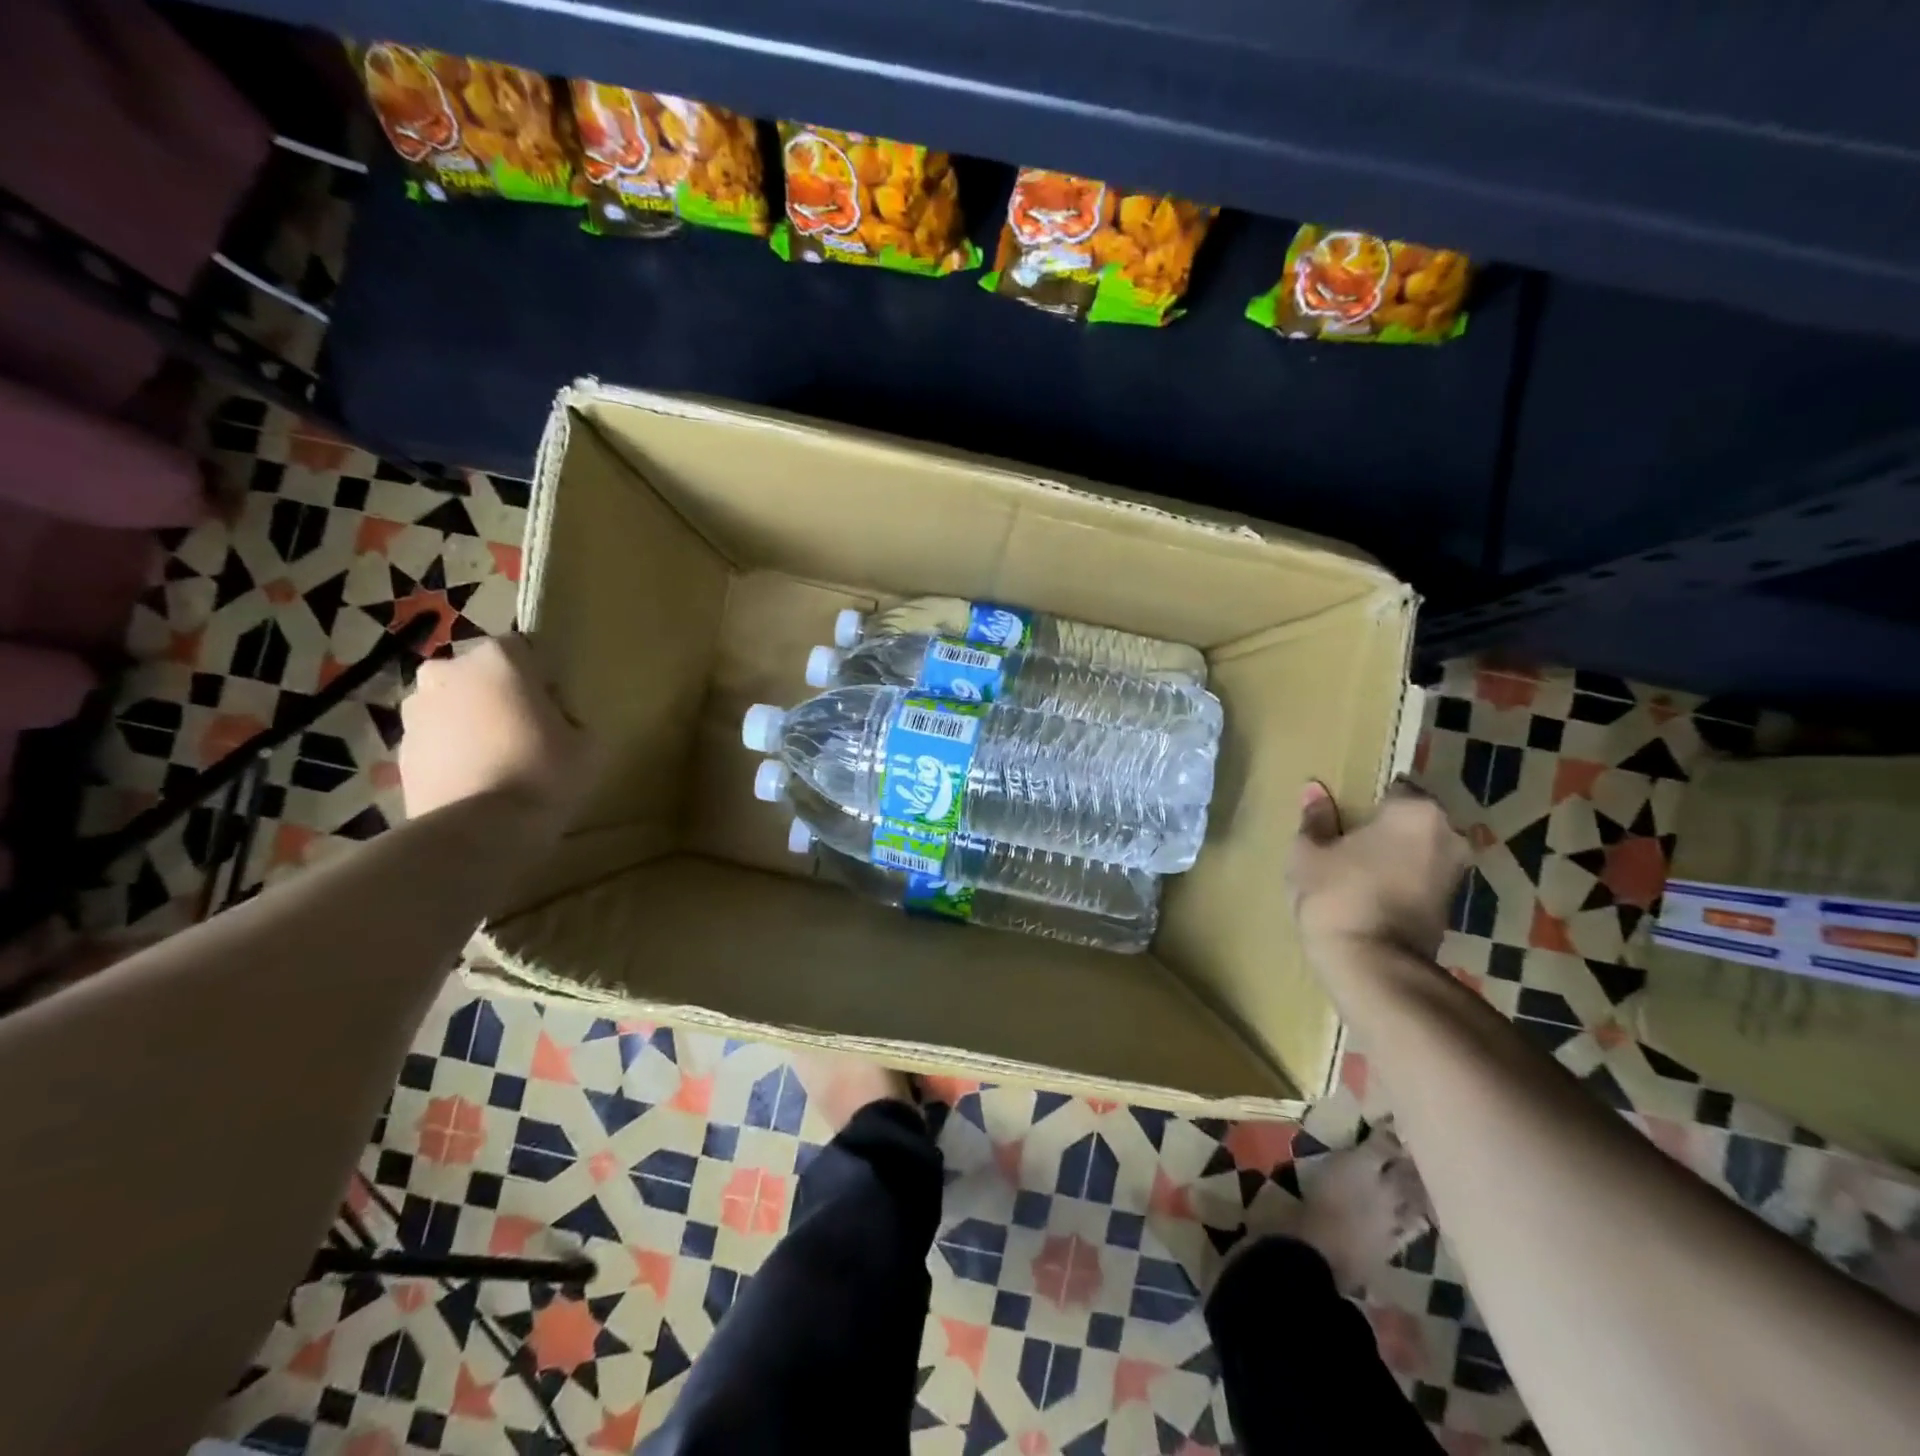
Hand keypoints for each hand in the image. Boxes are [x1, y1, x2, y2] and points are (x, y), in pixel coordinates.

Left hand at [398, 635, 596, 834]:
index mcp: (498, 658)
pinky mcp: (399, 751)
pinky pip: (438, 742)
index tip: (558, 710)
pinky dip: (455, 754)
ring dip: (474, 724)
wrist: (478, 832)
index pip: (526, 650)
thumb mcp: (589, 743)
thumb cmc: (544, 773)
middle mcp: (448, 671)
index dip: (545, 679)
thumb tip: (556, 722)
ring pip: (455, 707)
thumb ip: (572, 719)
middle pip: (483, 676)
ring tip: (501, 763)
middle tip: (529, 734)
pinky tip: (479, 783)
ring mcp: (415, 712)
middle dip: (502, 697)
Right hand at [1288, 779, 1469, 962]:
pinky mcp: (1452, 905)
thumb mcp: (1310, 853)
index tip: (1345, 814)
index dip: (1368, 799)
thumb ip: (1316, 818)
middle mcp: (1448, 834)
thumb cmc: (1337, 895)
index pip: (1395, 787)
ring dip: (1398, 853)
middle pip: (1414, 817)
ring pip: (1421, 847)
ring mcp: (1456, 871)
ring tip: (1359, 864)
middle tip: (1350, 837)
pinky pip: (1423, 875)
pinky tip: (1373, 888)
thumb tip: (1314, 789)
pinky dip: (1403, 877)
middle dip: (1388, 825)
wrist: (1372, 965)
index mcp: (1415, 811)